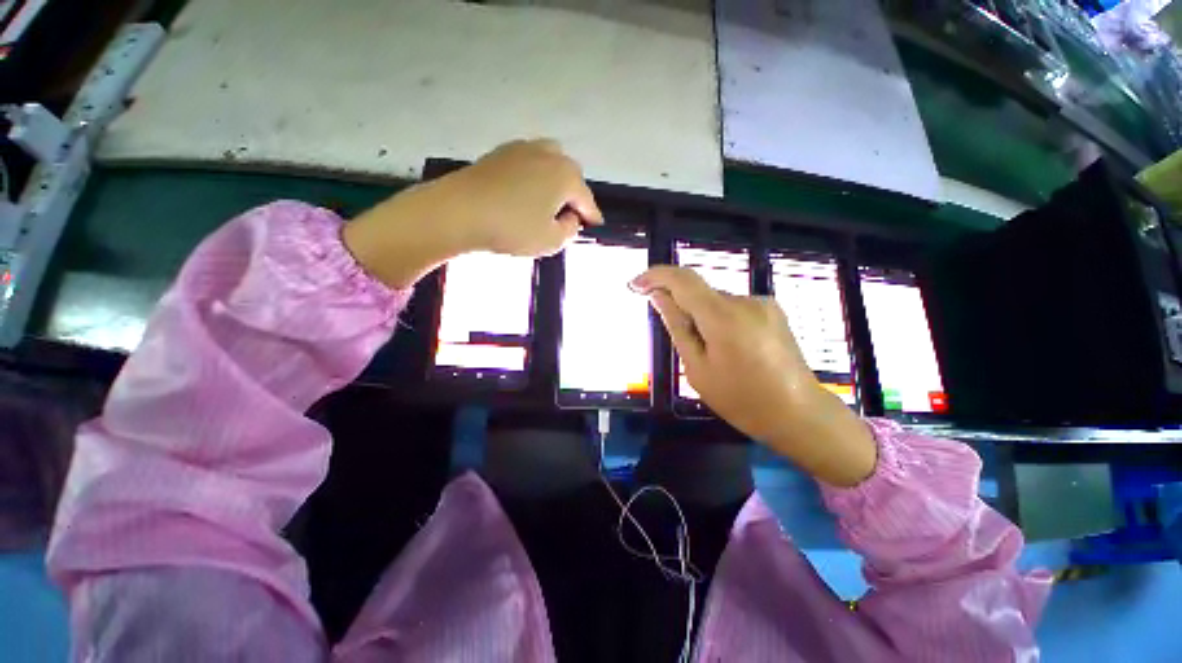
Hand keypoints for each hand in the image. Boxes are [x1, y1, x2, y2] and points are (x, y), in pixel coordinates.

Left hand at [344, 139, 602, 287]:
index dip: (592, 216)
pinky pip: (528, 164)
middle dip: (572, 196)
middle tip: (565, 218)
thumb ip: (570, 230)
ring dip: (553, 184)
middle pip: (571, 177)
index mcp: (566, 176)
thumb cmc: (511, 228)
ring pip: (550, 166)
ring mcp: (523, 149)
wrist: (458, 211)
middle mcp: (549, 155)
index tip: (593, 226)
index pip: (587, 200)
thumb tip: (570, 218)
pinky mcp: (501, 152)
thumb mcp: (551, 241)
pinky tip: (523, 195)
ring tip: (545, 206)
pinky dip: (533, 178)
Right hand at [631, 266, 877, 486]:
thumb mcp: (697, 368)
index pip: (682, 280)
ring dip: (701, 317)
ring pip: (715, 301)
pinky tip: (729, 348)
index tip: (634, 285)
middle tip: (679, 341)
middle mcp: (745, 300)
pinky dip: (719, 319)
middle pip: (699, 292)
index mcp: (722, 316)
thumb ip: (677, 326)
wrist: (799, 412)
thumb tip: (658, 296)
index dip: (654, 276)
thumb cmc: (741, 399)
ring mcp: (762, 303)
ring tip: (711, 353)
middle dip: (680, 307)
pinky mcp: (772, 309)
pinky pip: (732, 307)